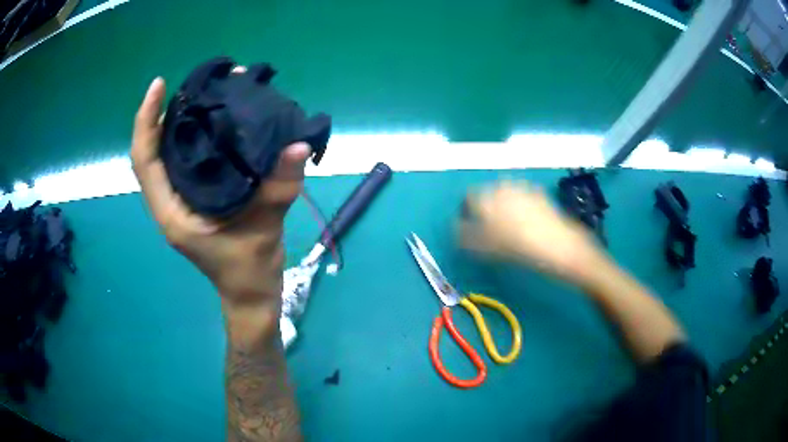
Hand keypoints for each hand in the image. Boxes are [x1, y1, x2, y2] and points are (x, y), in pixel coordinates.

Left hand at [130, 68, 309, 307]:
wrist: (250, 294)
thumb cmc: (248, 270)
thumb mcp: (264, 230)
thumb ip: (278, 188)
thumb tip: (299, 144)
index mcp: (172, 213)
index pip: (145, 161)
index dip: (146, 121)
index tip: (159, 86)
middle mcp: (169, 203)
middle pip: (152, 152)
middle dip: (162, 114)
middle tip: (190, 84)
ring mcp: (180, 201)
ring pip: (166, 155)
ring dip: (177, 123)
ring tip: (202, 93)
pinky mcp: (194, 198)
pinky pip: (184, 160)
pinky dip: (192, 136)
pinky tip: (214, 119)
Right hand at [460, 181, 605, 283]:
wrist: (559, 246)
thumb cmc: (518, 248)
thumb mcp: (484, 247)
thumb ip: (464, 235)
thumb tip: (455, 228)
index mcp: (486, 196)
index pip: (468, 198)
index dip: (467, 213)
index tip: (470, 228)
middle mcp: (503, 186)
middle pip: (487, 195)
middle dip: (486, 209)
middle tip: (491, 231)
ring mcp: (524, 188)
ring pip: (505, 196)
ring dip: (503, 207)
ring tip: (510, 228)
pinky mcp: (540, 194)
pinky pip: (523, 199)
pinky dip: (520, 208)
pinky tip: (527, 224)